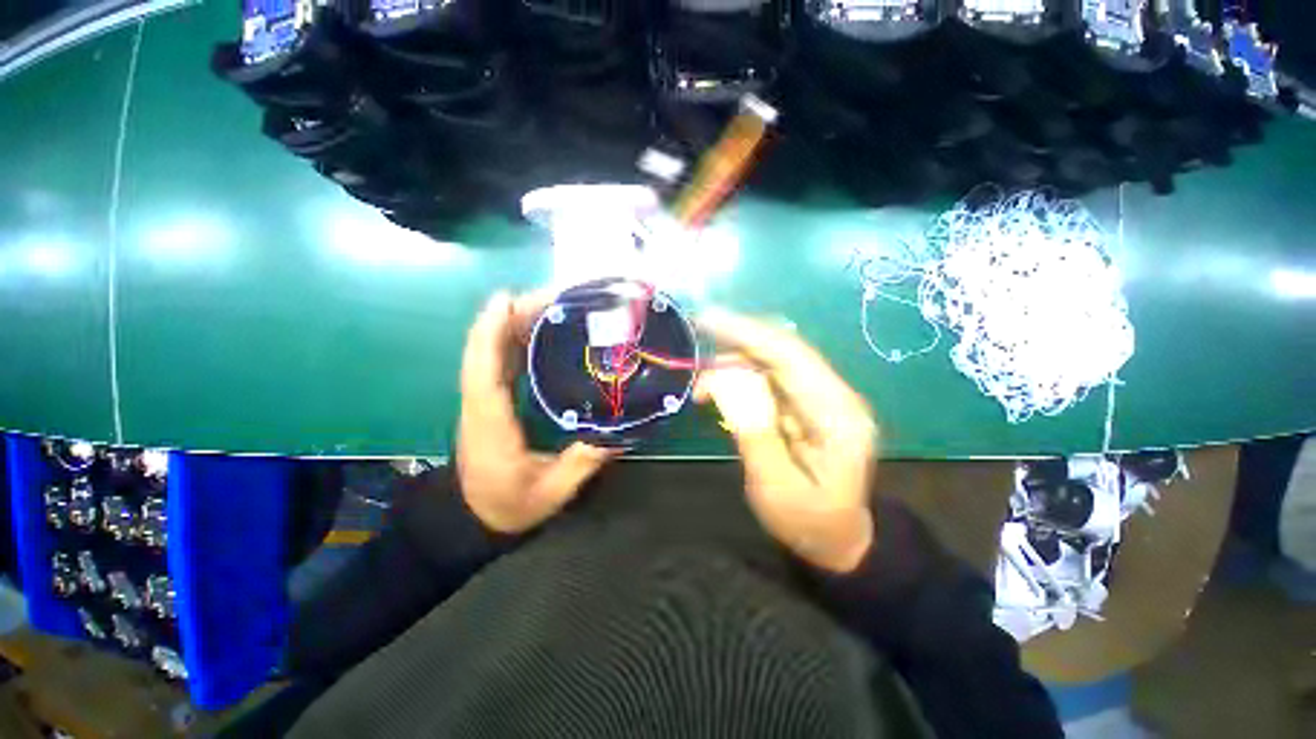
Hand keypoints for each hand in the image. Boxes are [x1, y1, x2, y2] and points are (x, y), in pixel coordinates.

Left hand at [458, 291, 615, 533]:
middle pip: (485, 351)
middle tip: (552, 296)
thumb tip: (616, 435)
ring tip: (549, 304)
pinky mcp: (491, 400)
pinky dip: (513, 339)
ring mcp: (483, 401)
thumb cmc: (509, 507)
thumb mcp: (551, 494)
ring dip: (512, 322)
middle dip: (511, 316)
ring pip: (490, 352)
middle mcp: (480, 405)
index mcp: (490, 425)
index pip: (482, 373)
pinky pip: (498, 361)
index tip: (507, 299)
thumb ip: (582, 464)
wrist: (473, 518)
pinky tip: (538, 329)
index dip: (490, 333)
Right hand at [695, 309, 878, 572]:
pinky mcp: (808, 404)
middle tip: (697, 349)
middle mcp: (834, 396)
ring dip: (735, 365)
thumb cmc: (808, 522)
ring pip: (774, 361)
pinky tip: (720, 391)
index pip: (790, 356)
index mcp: (836, 415)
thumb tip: (726, 381)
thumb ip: (753, 431)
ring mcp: (822, 398)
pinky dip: (741, 378)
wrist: (839, 540)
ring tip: (702, 390)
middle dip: (737, 343)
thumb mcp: (775, 487)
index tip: (707, 319)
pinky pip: (771, 378)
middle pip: (783, 351)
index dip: (747, 333)